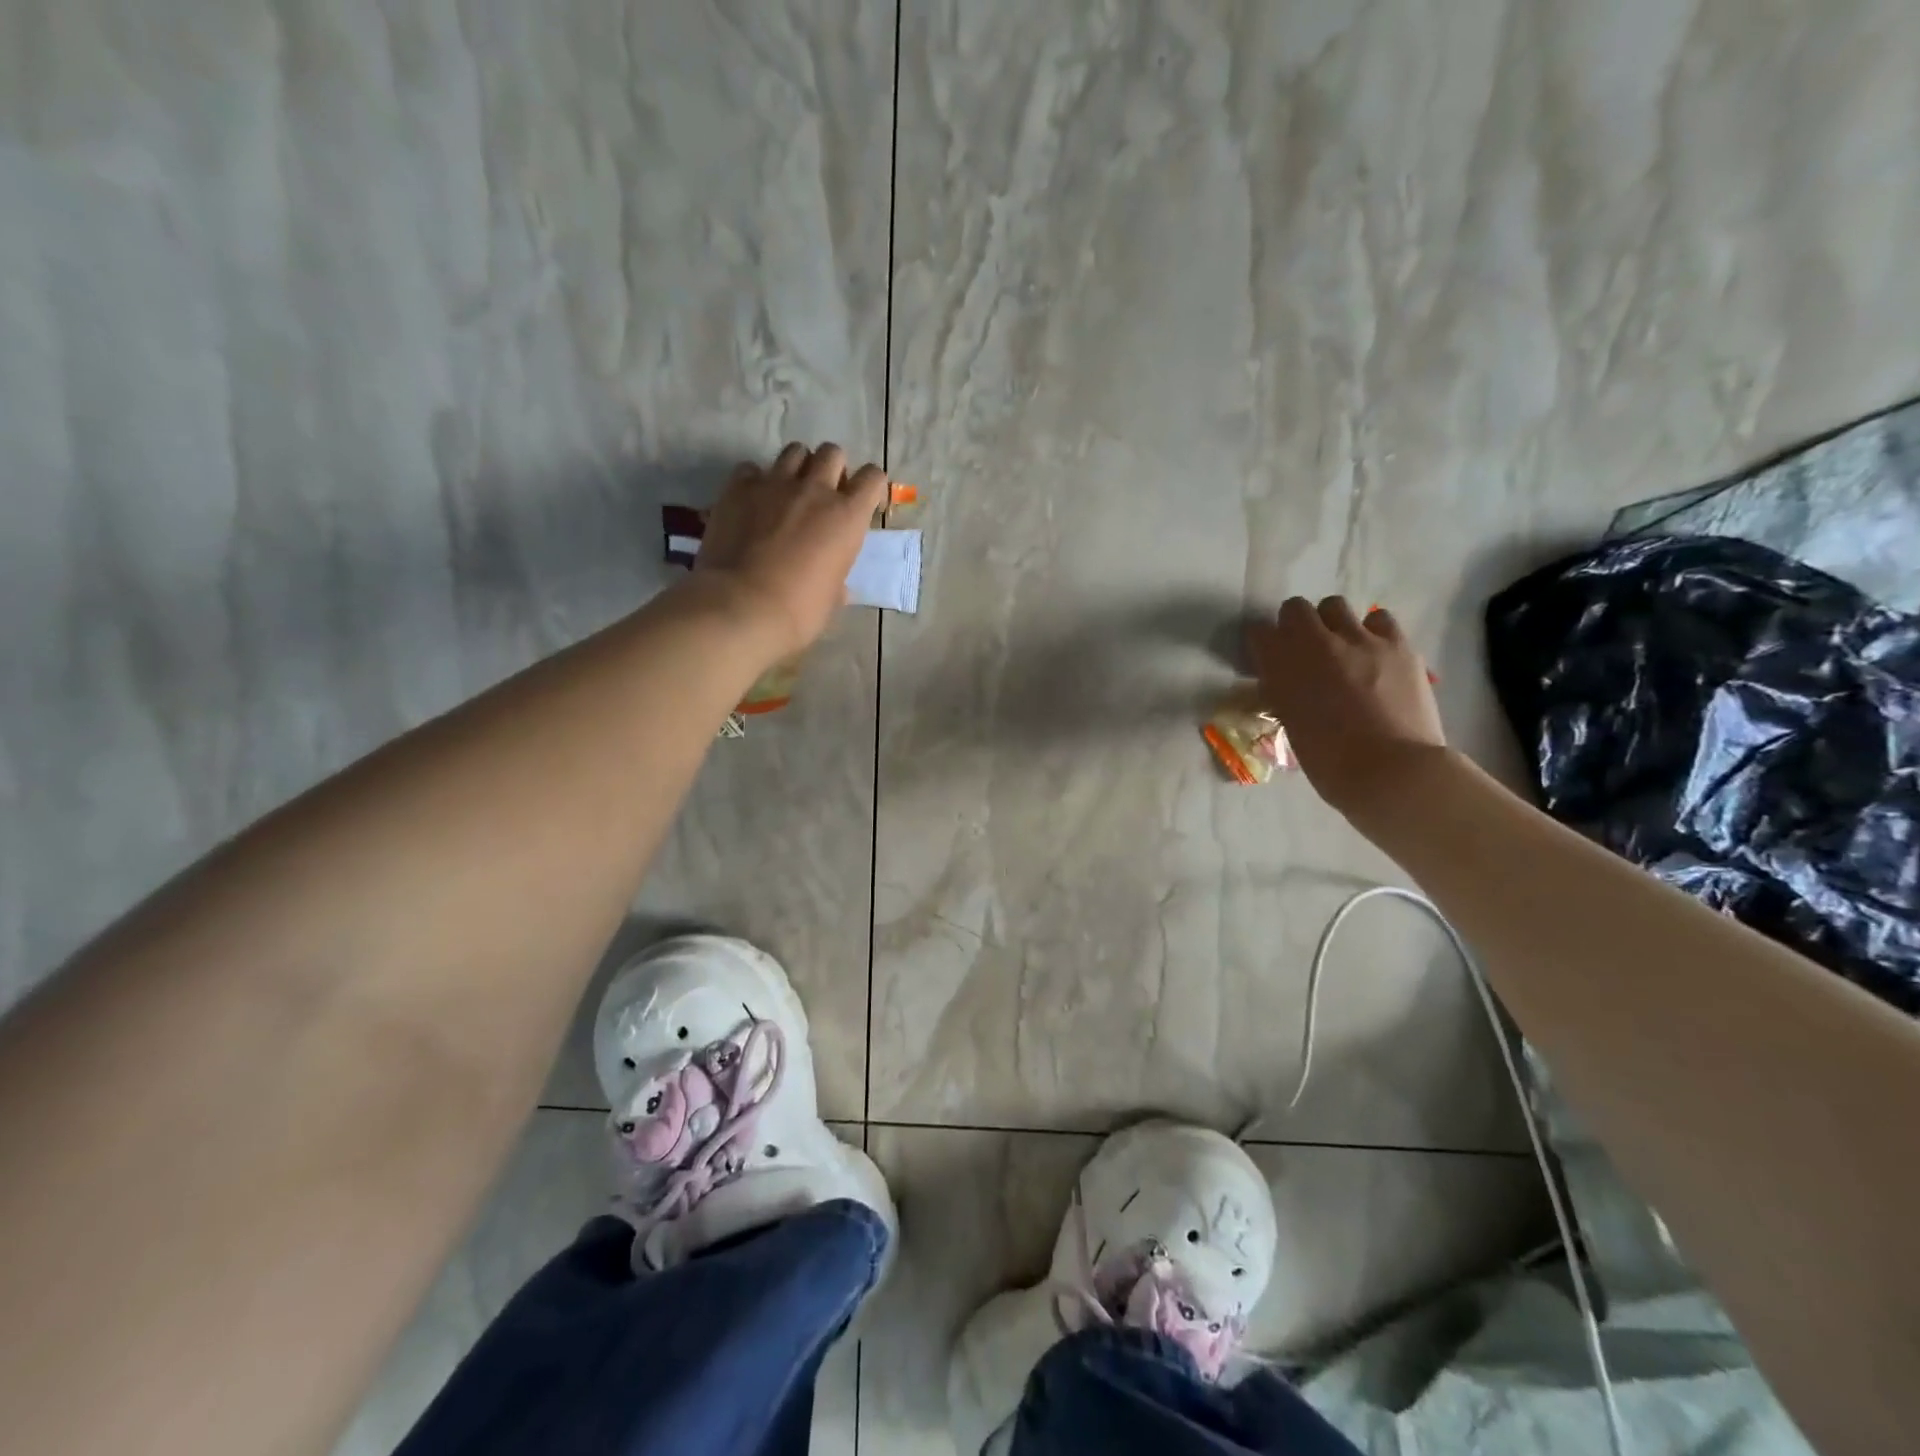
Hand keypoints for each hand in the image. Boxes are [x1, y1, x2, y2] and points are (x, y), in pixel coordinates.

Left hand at [692, 442, 888, 658]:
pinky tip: (753, 501)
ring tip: (790, 492)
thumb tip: (837, 586)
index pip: (873, 477)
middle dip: (832, 469)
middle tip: (824, 495)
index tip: (865, 506)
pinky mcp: (738, 488)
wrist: (741, 607)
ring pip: (794, 451)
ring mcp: (774, 484)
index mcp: (847, 517)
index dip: (871, 488)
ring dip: (798, 467)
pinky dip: (756, 480)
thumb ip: (837, 580)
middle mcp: (815, 490)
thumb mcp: (831, 599)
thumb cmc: (798, 612)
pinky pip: (751, 469)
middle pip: (832, 453)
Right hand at [1247, 597, 1446, 815]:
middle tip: (1305, 649)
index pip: (1258, 632)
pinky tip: (1376, 654)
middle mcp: (1315, 644)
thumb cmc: (1331, 763)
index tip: (1269, 657)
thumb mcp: (1292, 724)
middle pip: (1295, 608)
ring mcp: (1359, 639)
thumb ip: (1285, 693)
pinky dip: (1372, 631)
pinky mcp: (1397, 644)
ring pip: (1335, 606)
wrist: (1392, 772)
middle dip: (1296, 625)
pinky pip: (1379, 619)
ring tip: (1343, 648)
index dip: (1263, 644)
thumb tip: (1286, 682)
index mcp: (1281, 669)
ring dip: (1332, 623)